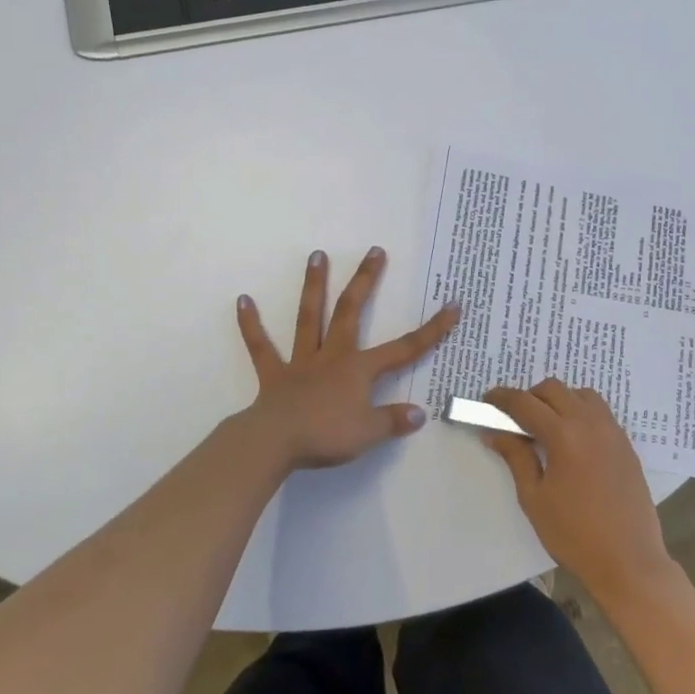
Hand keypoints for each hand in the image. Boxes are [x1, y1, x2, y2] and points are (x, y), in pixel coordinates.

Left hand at [235, 248, 458, 471]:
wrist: (275, 442)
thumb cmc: (326, 435)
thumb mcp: (369, 433)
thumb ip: (394, 421)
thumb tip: (420, 413)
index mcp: (359, 369)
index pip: (404, 348)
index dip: (432, 329)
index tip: (452, 306)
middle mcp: (333, 355)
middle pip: (351, 311)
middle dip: (365, 281)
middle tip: (374, 251)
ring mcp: (301, 362)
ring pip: (309, 317)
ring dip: (313, 286)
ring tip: (316, 255)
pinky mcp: (274, 375)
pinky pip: (261, 347)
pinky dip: (251, 325)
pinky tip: (242, 300)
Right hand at [483, 379, 677, 605]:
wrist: (629, 561)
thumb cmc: (574, 534)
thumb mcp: (534, 497)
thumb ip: (515, 457)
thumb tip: (495, 431)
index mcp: (564, 435)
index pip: (525, 403)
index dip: (502, 398)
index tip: (487, 400)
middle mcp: (590, 423)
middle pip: (553, 389)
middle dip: (529, 397)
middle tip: (514, 419)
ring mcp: (612, 431)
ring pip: (580, 394)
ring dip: (558, 400)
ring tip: (545, 426)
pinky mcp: (625, 443)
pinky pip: (599, 411)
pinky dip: (580, 411)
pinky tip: (572, 438)